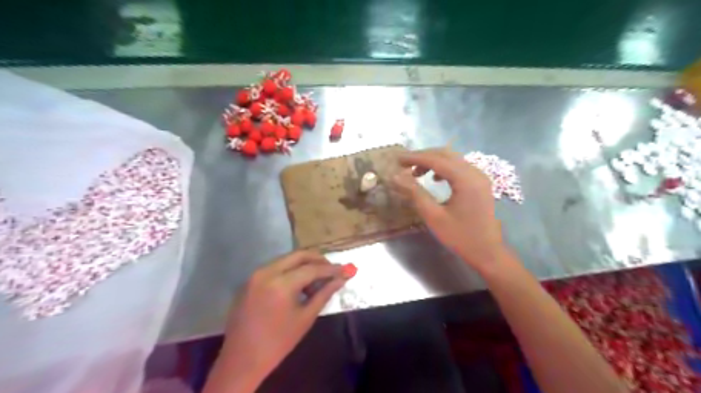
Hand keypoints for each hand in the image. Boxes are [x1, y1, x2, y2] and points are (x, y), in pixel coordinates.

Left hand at [216, 251, 346, 387]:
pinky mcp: (250, 280)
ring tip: (316, 279)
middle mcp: (267, 272)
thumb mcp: (305, 318)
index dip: (330, 269)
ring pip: (286, 260)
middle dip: (317, 260)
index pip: (312, 269)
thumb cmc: (278, 343)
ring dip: (303, 264)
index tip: (344, 269)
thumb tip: (341, 279)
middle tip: (331, 269)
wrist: (242, 359)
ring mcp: (256, 275)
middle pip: (298, 255)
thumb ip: (324, 294)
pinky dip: (290, 270)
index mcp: (281, 284)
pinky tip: (298, 284)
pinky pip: (275, 267)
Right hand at [394, 148, 503, 271]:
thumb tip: (395, 177)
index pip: (436, 159)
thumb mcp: (433, 216)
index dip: (415, 157)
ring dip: (433, 162)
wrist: (488, 252)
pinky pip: (459, 168)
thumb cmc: (460, 236)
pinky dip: (444, 168)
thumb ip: (415, 193)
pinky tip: (435, 179)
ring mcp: (480, 177)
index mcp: (465, 179)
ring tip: (416, 173)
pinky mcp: (480, 183)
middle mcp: (475, 172)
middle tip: (404, 165)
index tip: (397, 159)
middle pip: (445, 154)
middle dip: (423, 157)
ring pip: (453, 159)